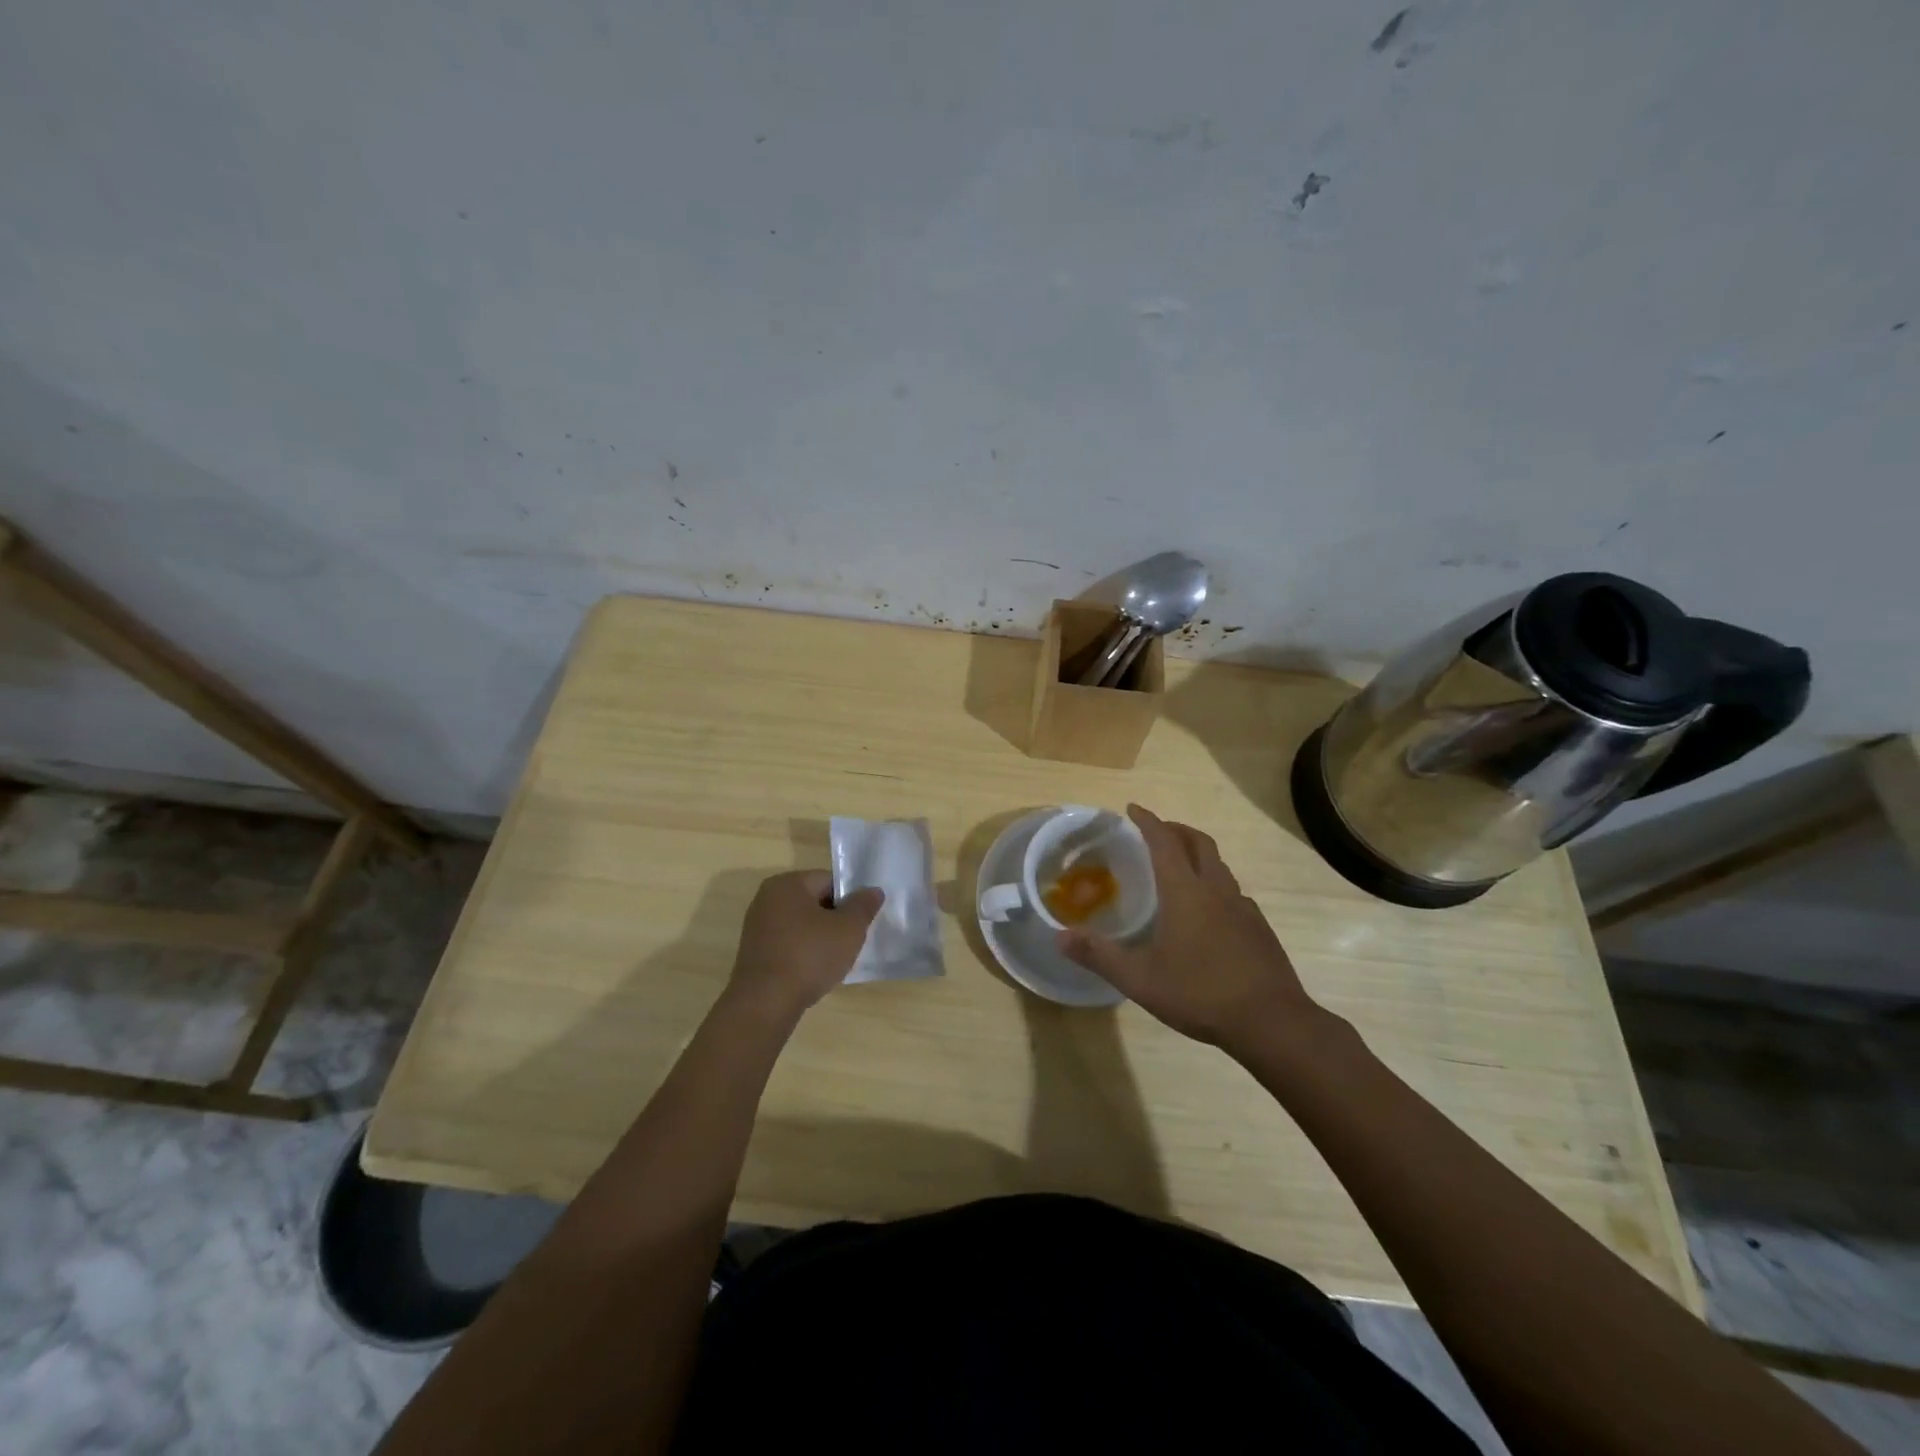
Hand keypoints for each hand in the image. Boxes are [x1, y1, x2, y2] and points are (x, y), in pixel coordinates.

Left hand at [726, 870, 882, 1019]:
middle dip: (835, 919)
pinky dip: (803, 952)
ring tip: (834, 960)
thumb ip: (863, 906)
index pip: (829, 880)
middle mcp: (767, 898)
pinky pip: (788, 943)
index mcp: (787, 884)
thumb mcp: (849, 929)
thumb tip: (873, 890)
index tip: (860, 922)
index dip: (850, 899)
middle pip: (814, 901)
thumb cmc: (809, 956)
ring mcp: (757, 926)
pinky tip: (814, 972)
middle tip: (851, 941)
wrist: (765, 1003)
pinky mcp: (754, 952)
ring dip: (820, 938)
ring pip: (802, 924)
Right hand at [1057, 805, 1316, 1051]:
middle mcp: (1216, 890)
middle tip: (1156, 832)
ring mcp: (1243, 908)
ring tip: (1180, 868)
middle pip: (1199, 843)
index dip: (1148, 821)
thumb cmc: (1201, 993)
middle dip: (1176, 830)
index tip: (1133, 808)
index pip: (1164, 842)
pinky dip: (1215, 885)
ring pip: (1219, 866)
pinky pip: (1233, 892)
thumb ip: (1099, 955)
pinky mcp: (1259, 929)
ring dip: (1198, 855)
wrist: (1272, 1022)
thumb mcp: (1140, 979)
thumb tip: (1060, 937)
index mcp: (1186, 892)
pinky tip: (1208, 912)